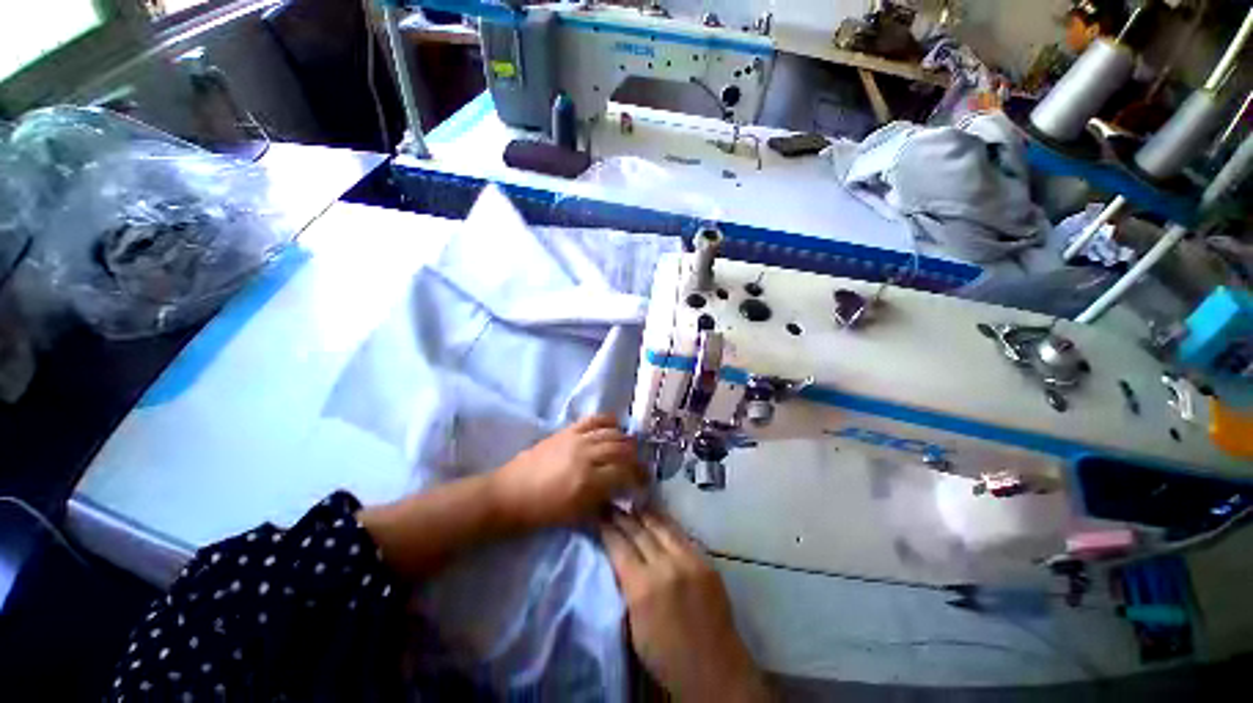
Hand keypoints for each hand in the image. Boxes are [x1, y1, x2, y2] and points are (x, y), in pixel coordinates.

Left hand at [489, 415, 645, 530]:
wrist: (510, 494)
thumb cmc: (542, 512)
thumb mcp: (577, 516)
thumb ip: (605, 502)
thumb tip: (624, 493)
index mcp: (588, 482)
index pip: (625, 472)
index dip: (639, 477)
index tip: (644, 482)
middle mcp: (586, 456)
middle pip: (623, 449)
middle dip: (636, 458)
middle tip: (639, 467)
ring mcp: (576, 439)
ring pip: (613, 433)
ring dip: (625, 441)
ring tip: (628, 450)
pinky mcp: (567, 430)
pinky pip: (595, 419)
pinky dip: (609, 422)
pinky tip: (614, 428)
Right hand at [601, 509, 769, 701]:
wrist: (715, 669)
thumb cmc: (667, 657)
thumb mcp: (634, 627)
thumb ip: (626, 587)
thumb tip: (618, 558)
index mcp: (643, 588)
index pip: (619, 546)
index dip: (607, 528)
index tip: (597, 514)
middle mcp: (666, 566)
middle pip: (639, 530)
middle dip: (622, 516)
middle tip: (610, 504)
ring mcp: (689, 559)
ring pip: (661, 525)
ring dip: (644, 513)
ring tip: (631, 503)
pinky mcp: (705, 559)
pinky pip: (680, 533)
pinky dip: (665, 522)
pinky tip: (657, 516)